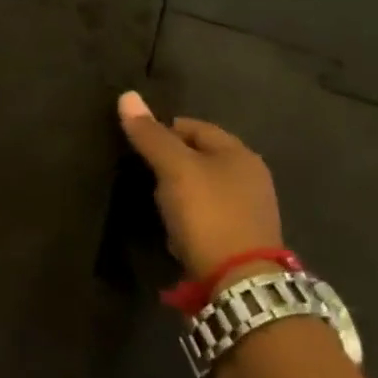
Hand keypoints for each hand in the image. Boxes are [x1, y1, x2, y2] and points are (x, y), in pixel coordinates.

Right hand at [116, 91, 284, 277]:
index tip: (136, 146)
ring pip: (203, 186)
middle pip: (199, 156)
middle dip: (171, 161)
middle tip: (143, 173)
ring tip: (155, 201)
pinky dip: (189, 214)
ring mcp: (249, 210)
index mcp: (240, 154)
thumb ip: (151, 135)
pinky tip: (175, 226)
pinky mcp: (241, 238)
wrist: (239, 283)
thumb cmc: (208, 214)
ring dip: (179, 189)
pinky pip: (208, 213)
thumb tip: (127, 95)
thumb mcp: (174, 169)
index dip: (162, 130)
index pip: (193, 126)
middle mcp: (251, 177)